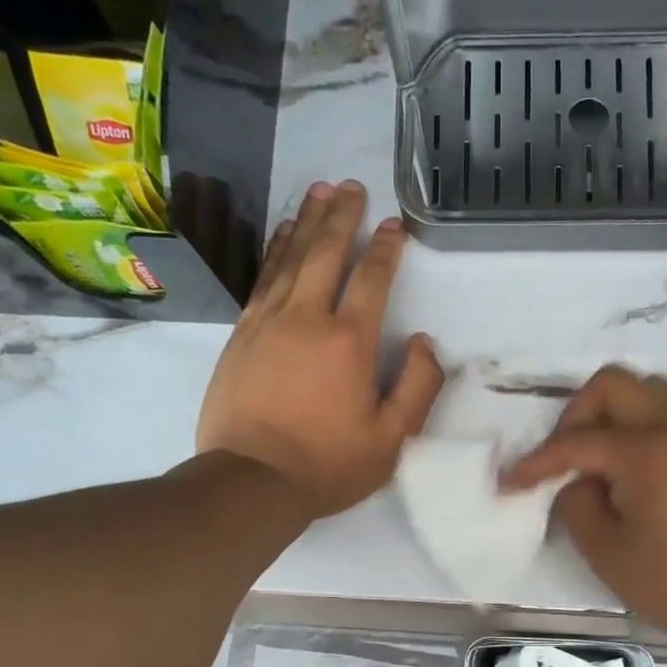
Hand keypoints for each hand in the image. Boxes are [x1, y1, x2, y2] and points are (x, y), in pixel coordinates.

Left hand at [197, 181, 443, 516]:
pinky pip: (262, 279)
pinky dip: (275, 252)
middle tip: (351, 185)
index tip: (395, 225)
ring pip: (290, 258)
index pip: (372, 280)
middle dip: (342, 216)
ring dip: (306, 222)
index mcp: (349, 342)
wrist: (252, 480)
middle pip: (326, 253)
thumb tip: (426, 343)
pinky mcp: (241, 335)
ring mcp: (268, 322)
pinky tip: (282, 237)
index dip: (386, 249)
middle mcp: (307, 318)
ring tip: (317, 192)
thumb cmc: (329, 464)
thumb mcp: (392, 439)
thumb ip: (419, 387)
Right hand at [504, 366, 666, 650]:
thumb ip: (577, 506)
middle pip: (613, 384)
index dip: (537, 462)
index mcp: (647, 452)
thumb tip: (577, 482)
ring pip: (647, 391)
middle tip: (563, 459)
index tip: (511, 483)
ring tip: (597, 460)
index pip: (577, 440)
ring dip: (611, 414)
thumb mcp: (608, 554)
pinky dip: (640, 425)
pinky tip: (631, 470)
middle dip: (575, 415)